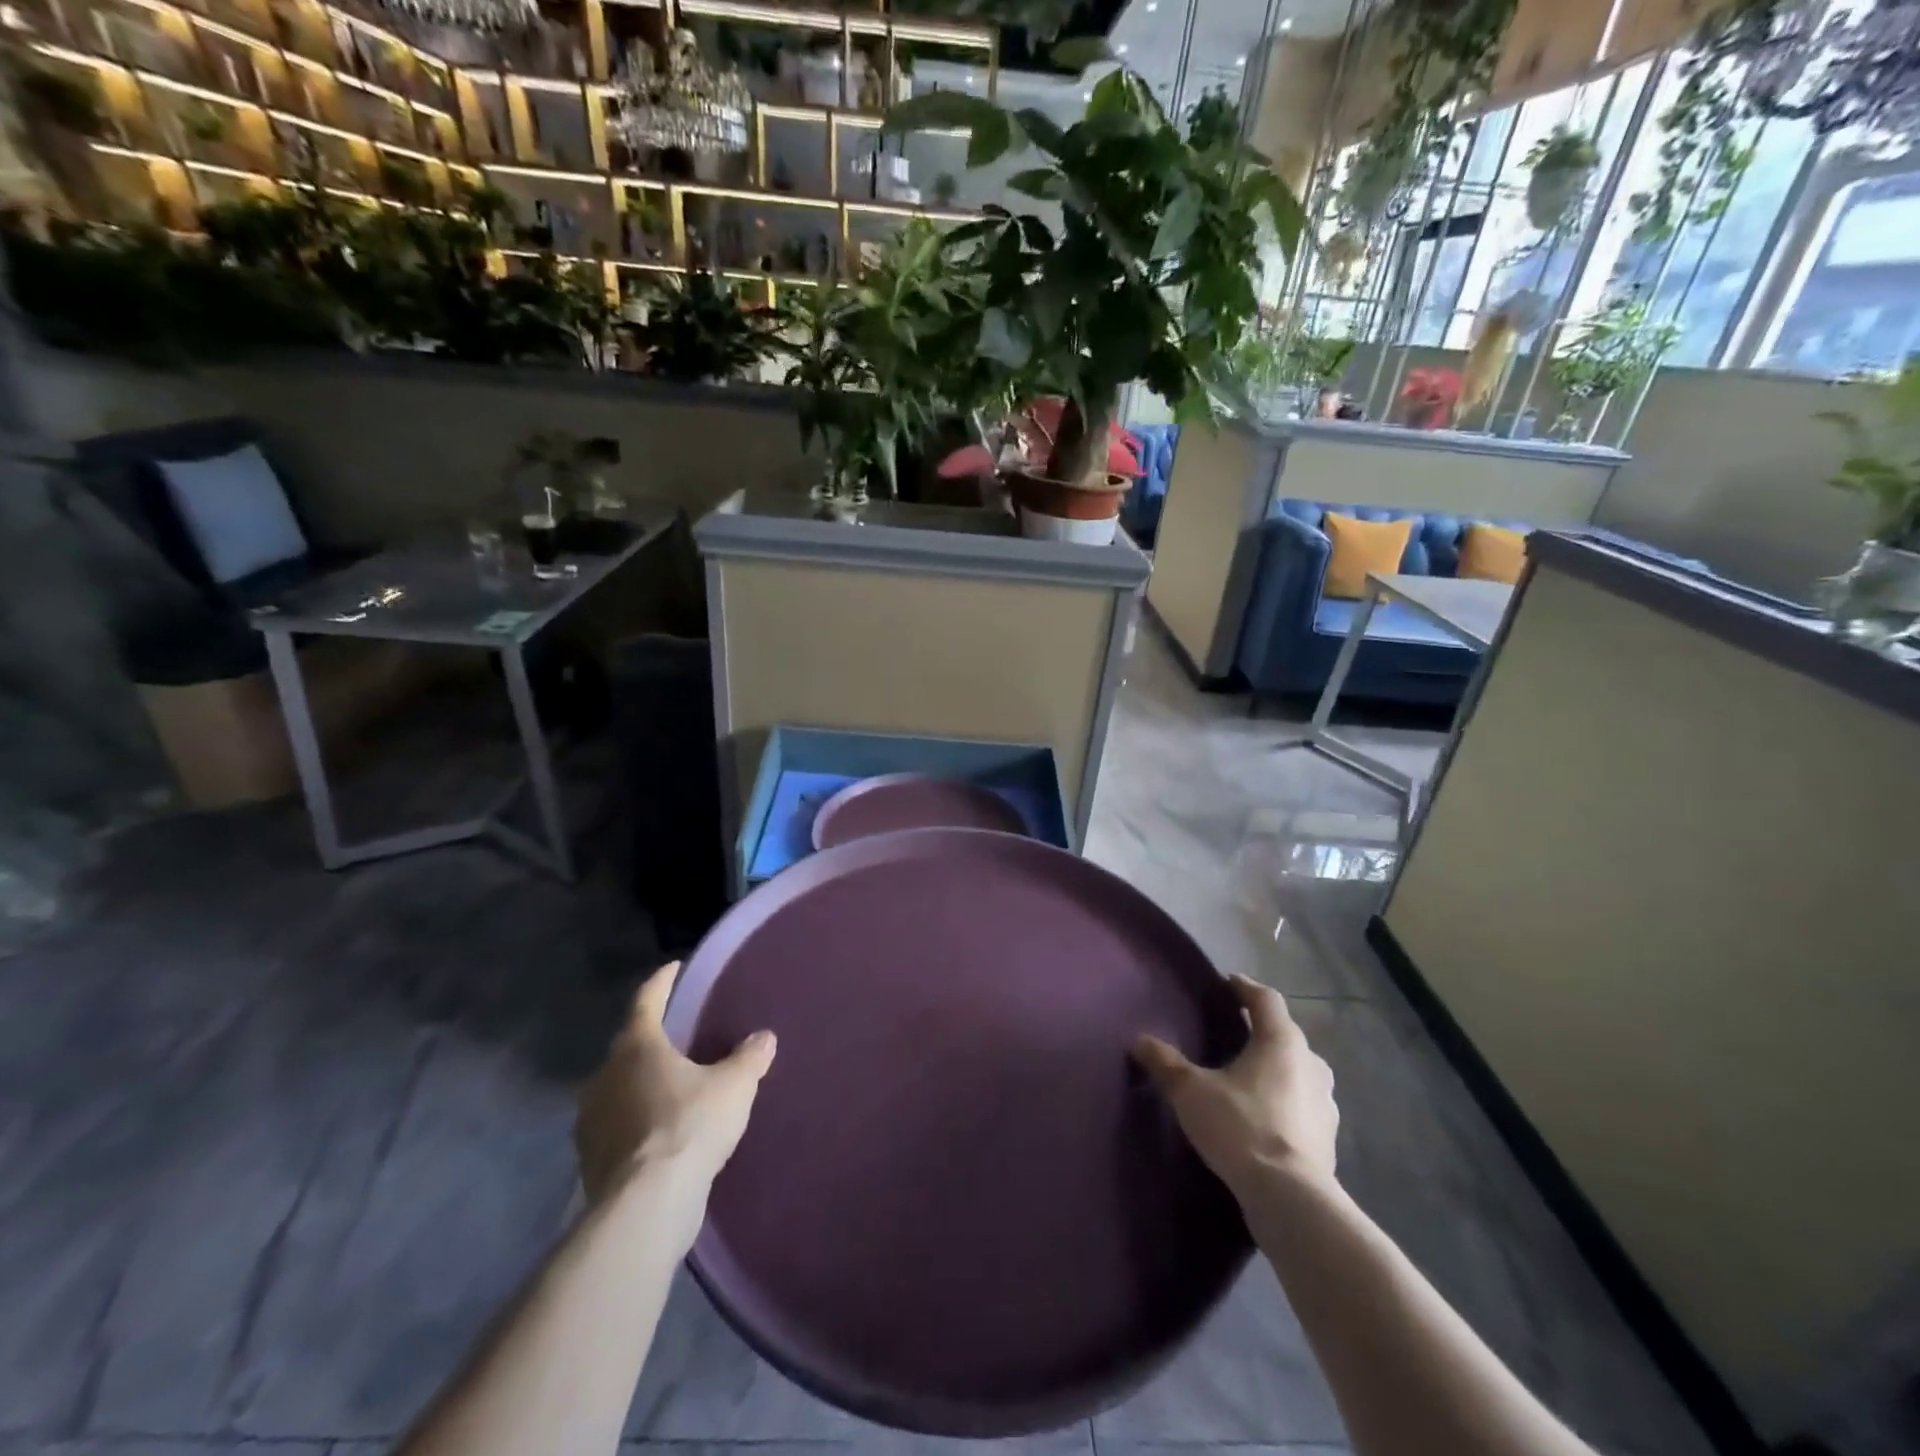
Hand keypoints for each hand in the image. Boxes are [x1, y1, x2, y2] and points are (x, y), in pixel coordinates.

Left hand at [575, 962, 776, 1205]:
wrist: (646, 1206)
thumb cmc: (690, 1126)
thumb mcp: (734, 1086)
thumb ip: (749, 1057)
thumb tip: (764, 1038)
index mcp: (637, 1046)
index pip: (647, 999)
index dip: (663, 981)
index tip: (674, 968)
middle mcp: (605, 1075)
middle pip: (629, 1046)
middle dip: (652, 1039)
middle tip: (679, 1035)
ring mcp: (591, 1120)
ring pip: (618, 1087)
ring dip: (640, 1083)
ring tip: (670, 1086)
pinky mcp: (590, 1160)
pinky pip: (616, 1125)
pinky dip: (635, 1121)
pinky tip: (658, 1131)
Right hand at [1133, 974, 1337, 1196]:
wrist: (1290, 1199)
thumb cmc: (1240, 1127)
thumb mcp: (1190, 1091)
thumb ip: (1165, 1062)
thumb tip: (1139, 1040)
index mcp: (1281, 1042)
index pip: (1266, 999)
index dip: (1245, 988)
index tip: (1227, 983)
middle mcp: (1311, 1063)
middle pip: (1286, 1033)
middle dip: (1261, 1028)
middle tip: (1234, 1030)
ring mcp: (1326, 1103)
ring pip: (1299, 1069)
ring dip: (1277, 1065)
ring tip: (1249, 1074)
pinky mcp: (1329, 1138)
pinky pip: (1304, 1104)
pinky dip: (1286, 1100)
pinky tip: (1266, 1114)